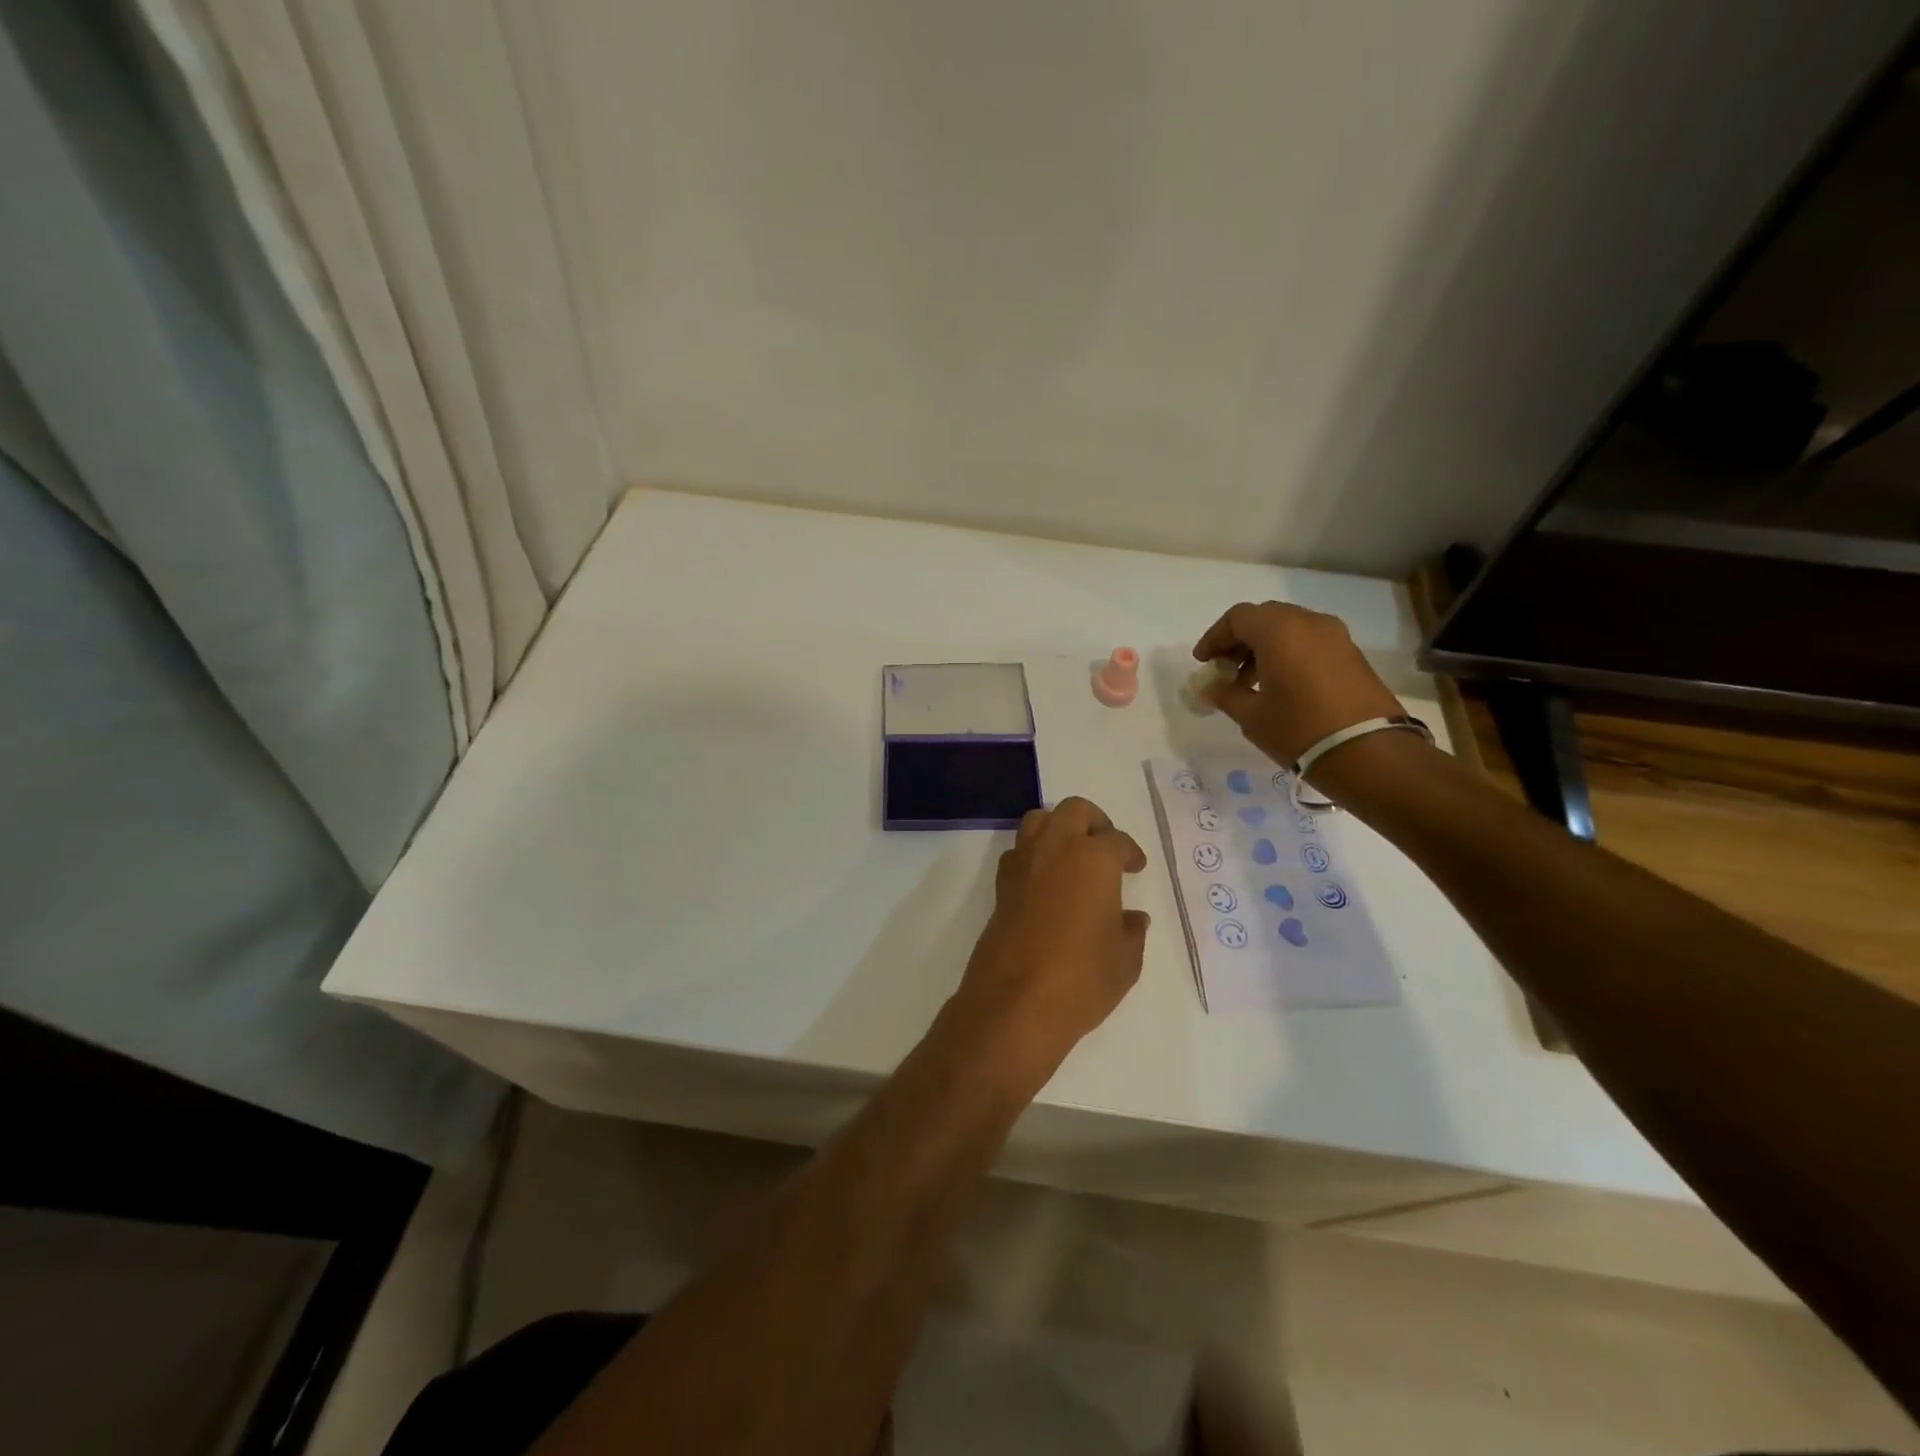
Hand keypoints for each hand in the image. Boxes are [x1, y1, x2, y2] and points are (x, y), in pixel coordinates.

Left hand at [953, 798, 1149, 1082]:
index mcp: (1094, 858)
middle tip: (1105, 847)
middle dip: (1094, 822)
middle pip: (1074, 811)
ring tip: (1074, 857)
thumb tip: (1132, 918)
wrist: (1016, 1002)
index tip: (1135, 867)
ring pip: (1039, 821)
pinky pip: (1019, 852)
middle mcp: (1056, 849)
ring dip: (1058, 829)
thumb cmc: (1082, 978)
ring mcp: (1023, 864)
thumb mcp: (1125, 960)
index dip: (1130, 852)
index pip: (1117, 840)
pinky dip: (1034, 855)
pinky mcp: (1001, 885)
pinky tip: (1046, 882)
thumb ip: (1132, 931)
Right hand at [1193, 601, 1405, 770]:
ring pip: (1289, 629)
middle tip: (1225, 668)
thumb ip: (1226, 695)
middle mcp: (1309, 622)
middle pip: (1264, 618)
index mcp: (1279, 630)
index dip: (1214, 637)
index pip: (1237, 618)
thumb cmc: (1299, 729)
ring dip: (1264, 648)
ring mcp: (1335, 636)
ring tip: (1250, 682)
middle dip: (1239, 640)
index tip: (1203, 662)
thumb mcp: (1252, 716)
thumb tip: (1212, 688)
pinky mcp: (1352, 654)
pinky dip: (1288, 654)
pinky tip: (1279, 685)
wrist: (1369, 753)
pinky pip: (1309, 642)